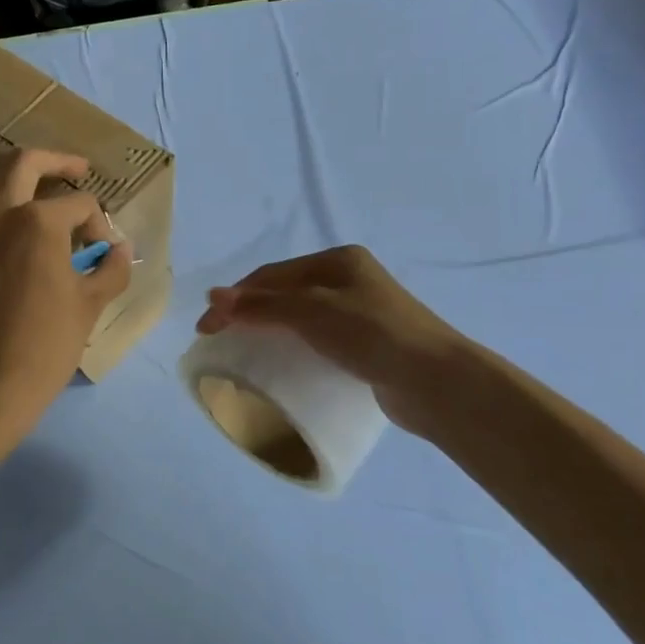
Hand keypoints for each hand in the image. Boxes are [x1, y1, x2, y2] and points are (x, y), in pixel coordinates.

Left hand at [0, 149, 132, 446]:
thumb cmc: (48, 341)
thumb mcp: (91, 303)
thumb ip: (112, 268)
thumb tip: (120, 249)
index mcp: (38, 220)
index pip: (80, 204)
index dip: (101, 225)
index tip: (106, 254)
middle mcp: (4, 214)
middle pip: (26, 164)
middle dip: (57, 161)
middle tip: (80, 169)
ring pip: (1, 183)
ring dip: (28, 180)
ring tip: (56, 196)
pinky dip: (12, 206)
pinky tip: (35, 229)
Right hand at [196, 246, 478, 436]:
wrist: (438, 382)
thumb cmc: (373, 335)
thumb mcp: (312, 312)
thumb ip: (262, 305)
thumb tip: (211, 296)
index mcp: (338, 260)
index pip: (272, 275)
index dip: (235, 298)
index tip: (206, 328)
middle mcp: (349, 280)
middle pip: (285, 293)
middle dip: (249, 312)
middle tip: (219, 339)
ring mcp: (361, 312)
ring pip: (301, 317)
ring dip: (269, 330)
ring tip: (244, 351)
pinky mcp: (367, 344)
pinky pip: (318, 339)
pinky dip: (293, 346)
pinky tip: (283, 362)